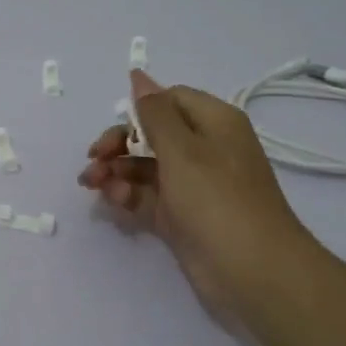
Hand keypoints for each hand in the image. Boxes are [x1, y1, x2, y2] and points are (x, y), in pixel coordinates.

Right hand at [79, 69, 310, 315]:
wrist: (252, 270)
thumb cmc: (217, 199)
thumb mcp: (182, 149)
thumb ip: (154, 113)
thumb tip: (138, 75)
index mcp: (213, 123)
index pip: (169, 101)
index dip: (138, 111)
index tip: (114, 130)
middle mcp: (204, 149)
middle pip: (151, 134)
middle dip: (118, 144)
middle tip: (92, 160)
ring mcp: (192, 185)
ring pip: (144, 167)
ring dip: (116, 171)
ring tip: (92, 185)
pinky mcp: (182, 216)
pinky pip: (147, 196)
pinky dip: (128, 195)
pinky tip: (112, 201)